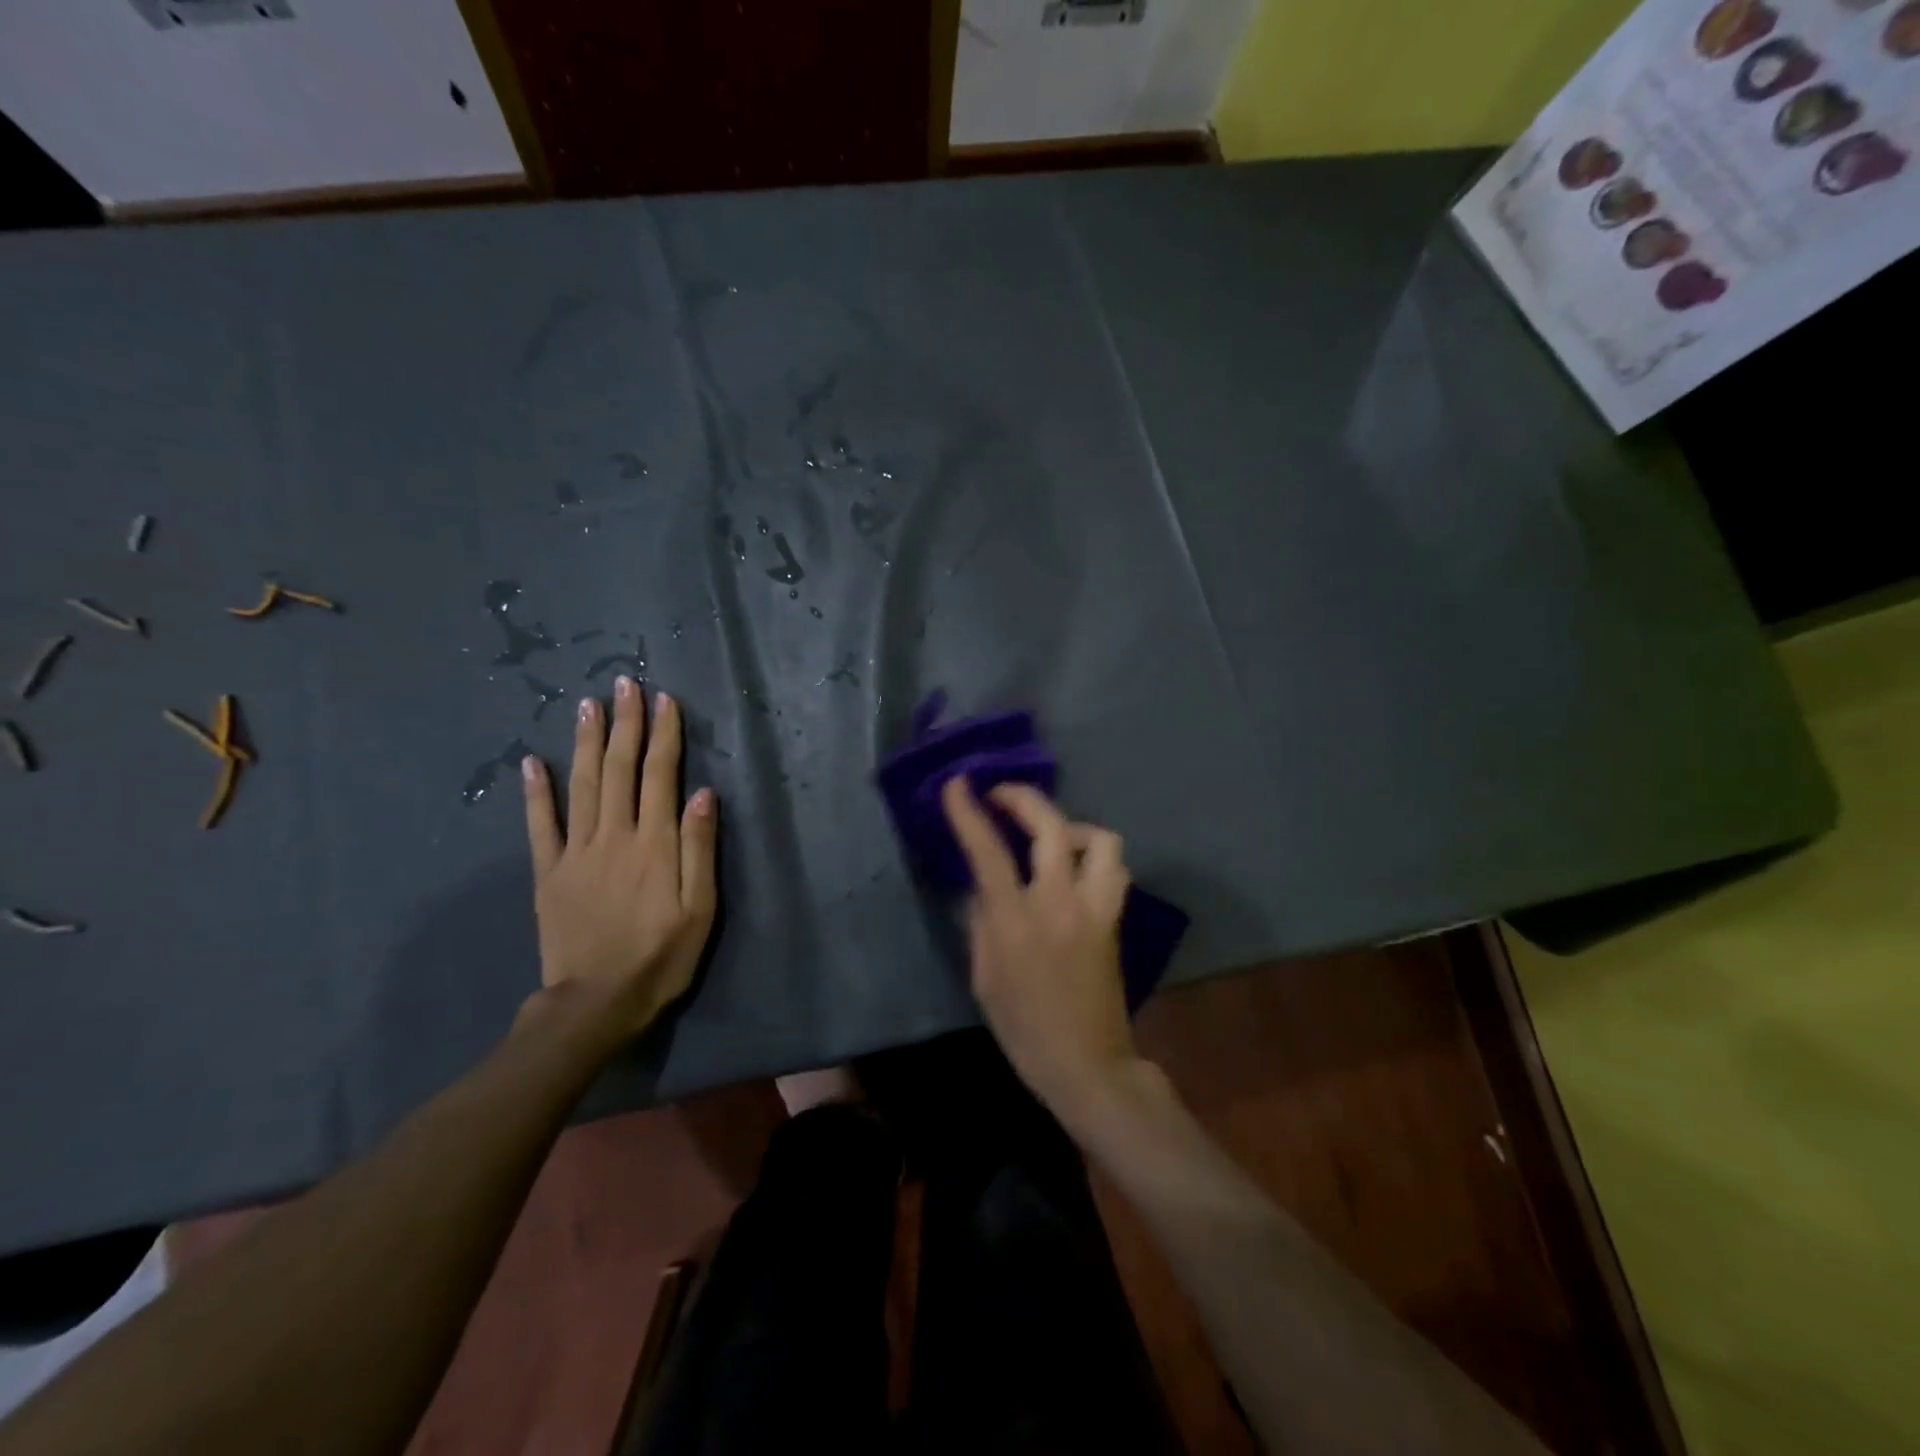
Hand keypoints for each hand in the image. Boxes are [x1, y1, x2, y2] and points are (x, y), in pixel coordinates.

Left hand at [522, 677, 718, 1036]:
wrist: (595, 1004)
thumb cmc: (660, 957)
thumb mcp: (700, 909)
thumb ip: (700, 849)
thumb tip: (704, 793)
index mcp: (655, 844)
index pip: (660, 776)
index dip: (664, 736)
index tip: (665, 701)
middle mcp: (615, 836)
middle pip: (619, 769)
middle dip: (624, 723)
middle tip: (624, 684)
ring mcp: (576, 851)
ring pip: (581, 784)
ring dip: (585, 741)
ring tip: (587, 704)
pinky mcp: (549, 872)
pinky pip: (540, 825)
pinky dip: (535, 792)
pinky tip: (531, 762)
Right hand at [941, 777, 1141, 1129]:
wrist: (1087, 1065)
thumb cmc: (1024, 1029)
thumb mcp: (984, 978)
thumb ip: (980, 923)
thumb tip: (980, 887)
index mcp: (1017, 922)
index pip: (989, 853)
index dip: (969, 814)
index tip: (957, 785)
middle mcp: (1060, 904)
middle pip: (1051, 828)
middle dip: (1023, 798)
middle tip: (1001, 795)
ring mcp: (1095, 909)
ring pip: (1100, 840)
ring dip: (1071, 827)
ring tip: (1050, 838)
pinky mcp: (1115, 919)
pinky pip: (1112, 869)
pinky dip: (1093, 855)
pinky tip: (1074, 869)